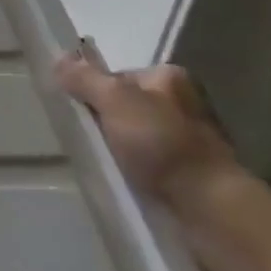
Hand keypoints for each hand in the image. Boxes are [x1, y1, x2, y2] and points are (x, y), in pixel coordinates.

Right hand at [56, 49, 236, 212]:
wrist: (212, 212)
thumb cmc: (163, 145)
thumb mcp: (114, 101)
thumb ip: (85, 78)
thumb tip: (58, 58)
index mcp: (170, 78)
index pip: (118, 76)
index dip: (94, 91)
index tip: (79, 112)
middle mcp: (184, 106)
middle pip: (128, 108)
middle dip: (107, 123)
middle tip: (86, 141)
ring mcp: (191, 146)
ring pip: (139, 141)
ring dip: (121, 153)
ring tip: (101, 167)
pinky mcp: (192, 181)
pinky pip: (151, 171)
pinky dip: (136, 177)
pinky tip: (123, 185)